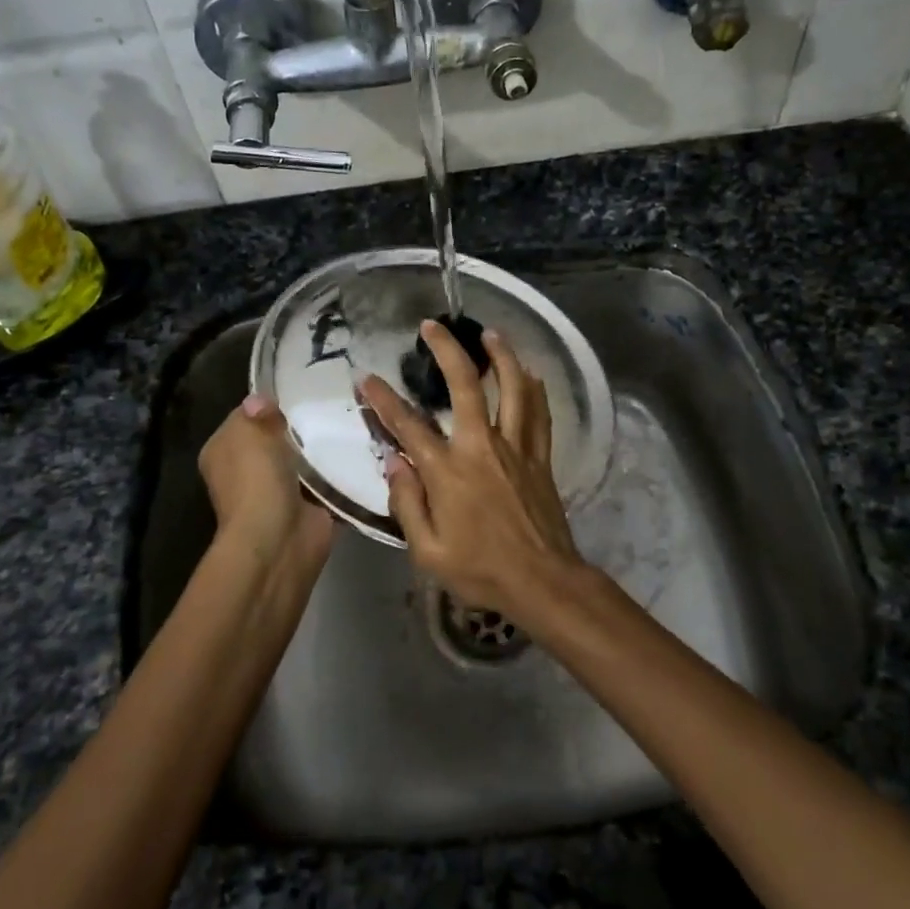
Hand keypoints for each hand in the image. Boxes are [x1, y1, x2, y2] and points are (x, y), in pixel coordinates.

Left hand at [198, 394, 335, 572]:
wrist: (279, 538)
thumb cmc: (256, 479)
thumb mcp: (250, 432)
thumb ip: (259, 412)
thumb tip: (262, 399)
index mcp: (224, 452)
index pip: (247, 417)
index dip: (269, 404)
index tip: (300, 389)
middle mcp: (248, 472)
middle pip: (279, 438)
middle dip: (302, 425)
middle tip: (332, 403)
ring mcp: (280, 492)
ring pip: (306, 460)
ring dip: (324, 448)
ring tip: (351, 420)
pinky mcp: (310, 507)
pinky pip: (329, 482)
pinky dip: (341, 472)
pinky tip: (360, 449)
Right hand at [358, 322, 586, 614]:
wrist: (542, 582)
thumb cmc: (480, 571)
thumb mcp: (428, 551)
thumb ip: (407, 503)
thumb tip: (395, 462)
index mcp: (449, 472)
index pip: (409, 427)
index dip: (383, 400)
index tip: (367, 378)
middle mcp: (482, 448)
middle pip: (466, 387)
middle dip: (447, 351)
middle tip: (432, 326)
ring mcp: (516, 449)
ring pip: (512, 390)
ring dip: (501, 357)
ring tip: (490, 333)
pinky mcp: (540, 458)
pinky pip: (540, 414)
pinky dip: (535, 390)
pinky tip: (531, 373)